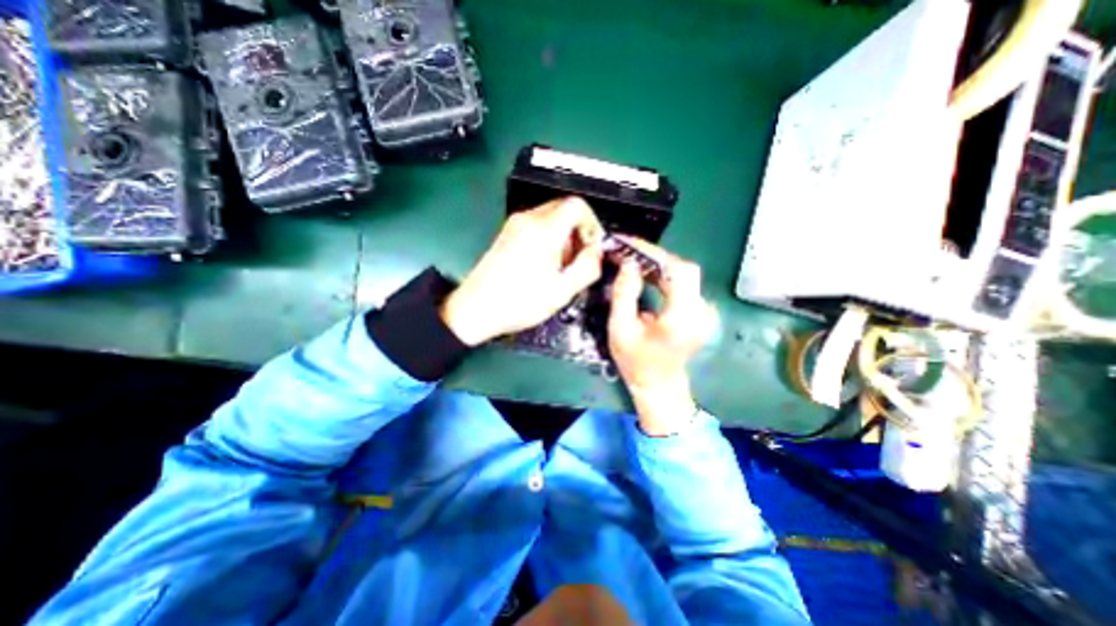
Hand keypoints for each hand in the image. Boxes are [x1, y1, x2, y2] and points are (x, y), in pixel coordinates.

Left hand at [440, 199, 607, 345]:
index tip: (592, 246)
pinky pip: (537, 225)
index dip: (592, 223)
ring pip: (551, 216)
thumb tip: (597, 252)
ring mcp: (515, 225)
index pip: (577, 205)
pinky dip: (549, 237)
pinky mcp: (507, 233)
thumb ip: (587, 267)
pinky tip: (544, 264)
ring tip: (560, 266)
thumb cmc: (519, 302)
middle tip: (578, 258)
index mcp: (544, 230)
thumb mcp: (562, 291)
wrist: (476, 308)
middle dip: (578, 230)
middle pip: (564, 208)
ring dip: (564, 235)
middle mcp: (528, 220)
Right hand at [607, 234, 717, 434]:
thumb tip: (628, 263)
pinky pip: (683, 282)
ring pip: (684, 272)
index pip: (677, 271)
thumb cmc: (636, 362)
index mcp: (683, 317)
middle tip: (627, 250)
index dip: (654, 253)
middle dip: (653, 256)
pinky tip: (645, 272)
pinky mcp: (699, 309)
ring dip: (657, 263)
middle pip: (683, 268)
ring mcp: (704, 310)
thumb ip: (624, 294)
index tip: (629, 244)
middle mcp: (701, 310)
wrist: (659, 385)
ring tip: (631, 258)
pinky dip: (663, 273)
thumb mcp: (620, 329)